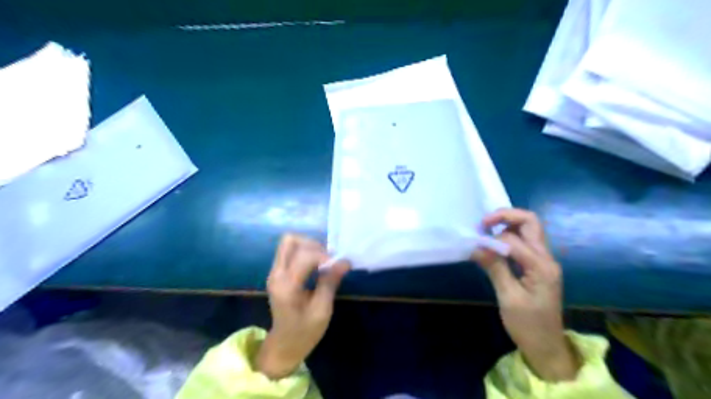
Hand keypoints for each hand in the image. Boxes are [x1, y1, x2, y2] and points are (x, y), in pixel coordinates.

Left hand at [259, 234, 351, 379]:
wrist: (284, 345)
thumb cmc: (304, 332)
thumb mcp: (322, 310)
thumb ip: (330, 282)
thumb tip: (344, 261)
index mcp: (287, 286)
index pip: (304, 256)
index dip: (324, 256)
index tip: (338, 265)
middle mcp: (276, 274)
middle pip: (290, 241)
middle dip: (313, 245)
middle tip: (328, 259)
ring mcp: (274, 272)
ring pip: (289, 243)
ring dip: (308, 246)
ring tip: (323, 260)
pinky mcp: (277, 273)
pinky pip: (289, 251)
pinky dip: (305, 252)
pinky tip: (316, 265)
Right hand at [471, 209, 576, 379]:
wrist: (546, 346)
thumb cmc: (528, 325)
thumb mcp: (508, 298)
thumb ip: (494, 267)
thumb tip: (476, 246)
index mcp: (541, 266)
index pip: (514, 240)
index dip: (492, 239)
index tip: (474, 244)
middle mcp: (546, 258)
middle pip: (530, 222)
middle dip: (505, 216)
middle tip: (483, 223)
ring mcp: (544, 261)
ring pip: (528, 229)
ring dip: (507, 224)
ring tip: (486, 231)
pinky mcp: (537, 266)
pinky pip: (524, 242)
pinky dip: (508, 236)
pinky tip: (494, 244)